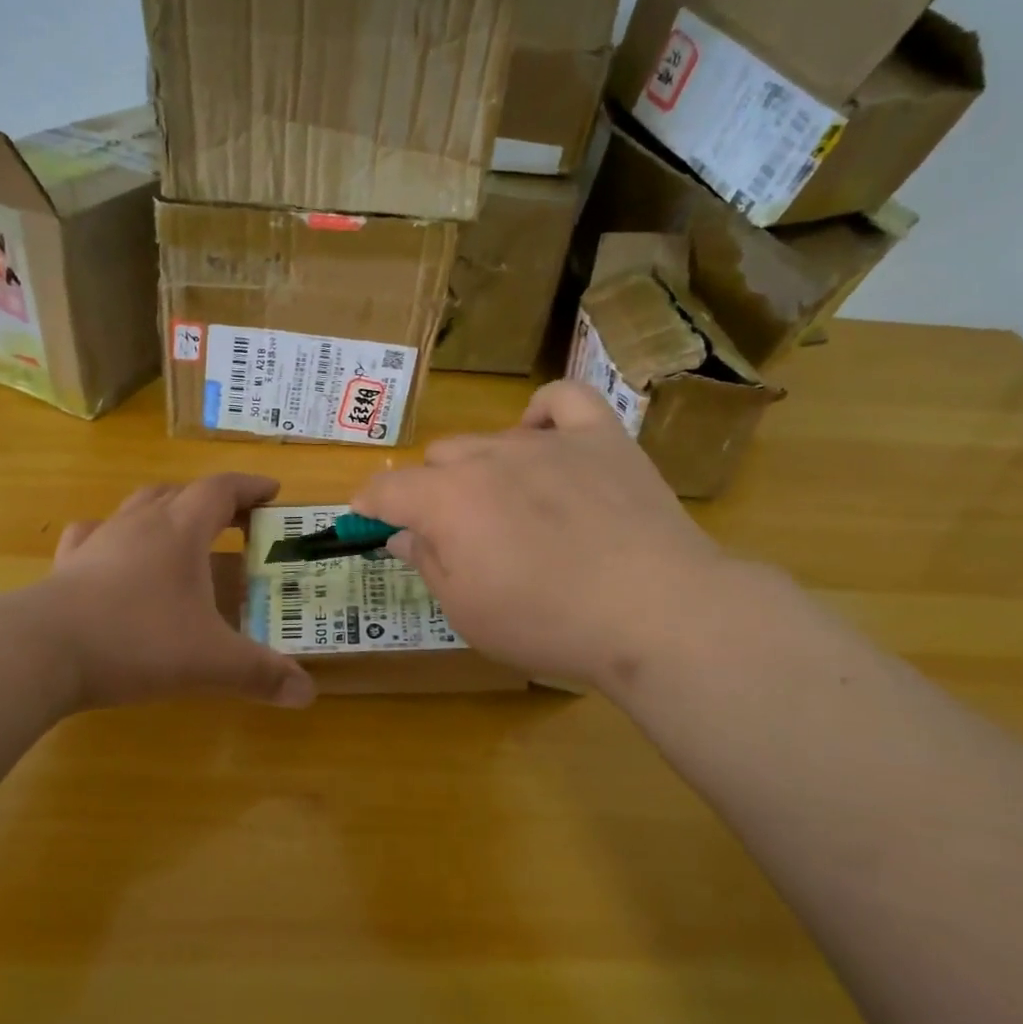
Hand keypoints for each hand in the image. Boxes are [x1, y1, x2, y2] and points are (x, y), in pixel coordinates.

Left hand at [43, 473, 314, 709]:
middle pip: (180, 492)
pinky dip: (112, 535)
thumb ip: (261, 674)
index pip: (221, 490)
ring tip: (180, 533)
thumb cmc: (137, 641)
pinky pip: (93, 534)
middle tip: (234, 521)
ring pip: (137, 506)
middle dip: (211, 500)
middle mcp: (140, 523)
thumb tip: (308, 694)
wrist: (42, 650)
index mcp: (181, 531)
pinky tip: (112, 553)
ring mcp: (99, 540)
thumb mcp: (210, 661)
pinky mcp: (67, 564)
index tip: (273, 493)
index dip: (251, 487)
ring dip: (165, 511)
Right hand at [351, 381, 731, 694]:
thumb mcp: (467, 611)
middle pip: (440, 458)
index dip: (369, 505)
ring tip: (511, 509)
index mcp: (448, 500)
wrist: (655, 612)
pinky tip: (544, 438)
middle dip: (434, 492)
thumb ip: (427, 563)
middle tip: (458, 536)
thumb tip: (401, 535)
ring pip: (491, 437)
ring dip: (484, 468)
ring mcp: (548, 442)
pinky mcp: (602, 438)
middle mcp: (489, 457)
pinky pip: (563, 400)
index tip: (368, 520)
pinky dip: (544, 414)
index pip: (387, 489)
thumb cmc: (548, 623)